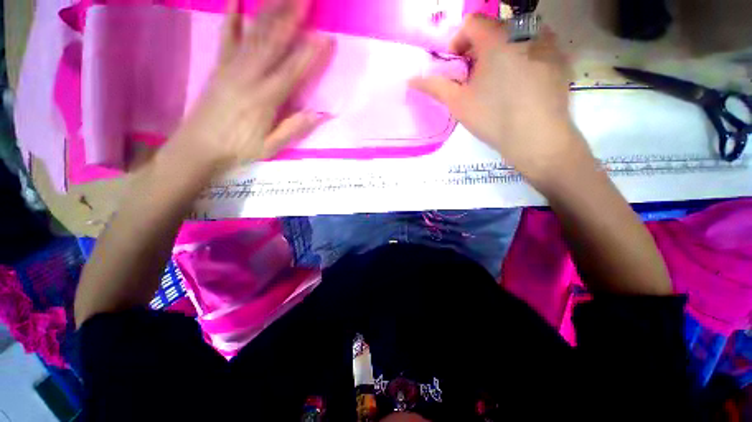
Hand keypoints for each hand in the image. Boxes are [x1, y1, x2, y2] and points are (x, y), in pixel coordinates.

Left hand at [165, 0, 332, 174]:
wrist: (198, 147)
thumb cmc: (238, 150)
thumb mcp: (271, 147)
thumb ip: (295, 128)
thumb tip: (321, 114)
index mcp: (265, 99)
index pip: (292, 71)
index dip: (310, 54)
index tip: (326, 37)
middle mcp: (249, 76)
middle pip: (273, 42)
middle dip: (291, 16)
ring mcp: (231, 67)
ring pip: (254, 34)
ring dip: (271, 10)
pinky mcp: (219, 66)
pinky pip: (226, 37)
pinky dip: (231, 17)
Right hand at [410, 15, 589, 181]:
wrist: (536, 137)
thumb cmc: (492, 118)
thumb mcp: (458, 103)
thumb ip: (434, 87)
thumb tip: (411, 80)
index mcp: (495, 38)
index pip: (471, 22)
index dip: (458, 41)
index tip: (456, 64)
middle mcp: (524, 31)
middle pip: (494, 28)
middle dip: (479, 48)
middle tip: (475, 76)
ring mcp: (546, 42)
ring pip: (516, 36)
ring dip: (501, 51)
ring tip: (497, 79)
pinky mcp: (560, 57)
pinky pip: (536, 46)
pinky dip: (522, 56)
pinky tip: (520, 82)